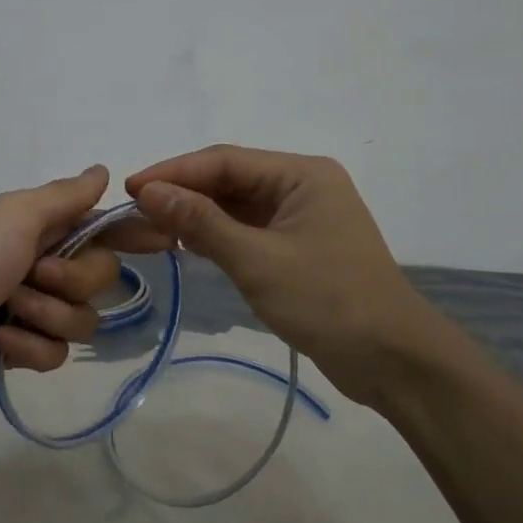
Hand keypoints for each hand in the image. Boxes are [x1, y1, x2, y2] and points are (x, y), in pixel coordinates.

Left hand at [0, 166, 124, 406]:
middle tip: (33, 276)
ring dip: (46, 315)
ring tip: (8, 312)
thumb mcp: (15, 215)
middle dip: (73, 281)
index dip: (132, 232)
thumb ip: (65, 197)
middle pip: (101, 278)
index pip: (101, 227)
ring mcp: (31, 310)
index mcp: (41, 229)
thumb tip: (102, 170)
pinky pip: (56, 354)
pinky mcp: (20, 352)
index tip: (164, 239)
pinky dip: (28, 348)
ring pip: (82, 320)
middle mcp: (42, 265)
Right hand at [120, 145, 434, 398]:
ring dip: (195, 216)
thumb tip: (149, 191)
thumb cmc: (328, 301)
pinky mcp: (298, 248)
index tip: (129, 189)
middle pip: (229, 180)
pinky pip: (247, 231)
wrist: (393, 361)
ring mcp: (301, 218)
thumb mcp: (257, 260)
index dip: (174, 172)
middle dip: (182, 195)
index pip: (225, 161)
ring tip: (149, 230)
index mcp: (302, 174)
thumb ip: (201, 222)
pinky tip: (186, 245)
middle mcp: (302, 186)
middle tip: (133, 215)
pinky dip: (216, 236)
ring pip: (235, 207)